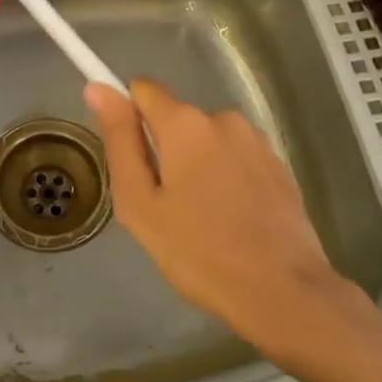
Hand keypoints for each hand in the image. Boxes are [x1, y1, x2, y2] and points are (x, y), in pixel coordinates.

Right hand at [84, 78, 370, 358]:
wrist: (283, 292)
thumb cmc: (198, 252)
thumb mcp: (139, 202)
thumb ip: (118, 140)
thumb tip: (97, 88)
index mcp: (184, 123)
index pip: (142, 89)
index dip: (127, 116)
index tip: (128, 157)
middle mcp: (223, 118)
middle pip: (175, 119)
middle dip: (162, 151)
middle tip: (163, 206)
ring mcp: (256, 140)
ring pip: (205, 141)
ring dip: (195, 166)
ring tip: (199, 219)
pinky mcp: (278, 165)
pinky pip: (234, 158)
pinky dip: (225, 178)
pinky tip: (231, 221)